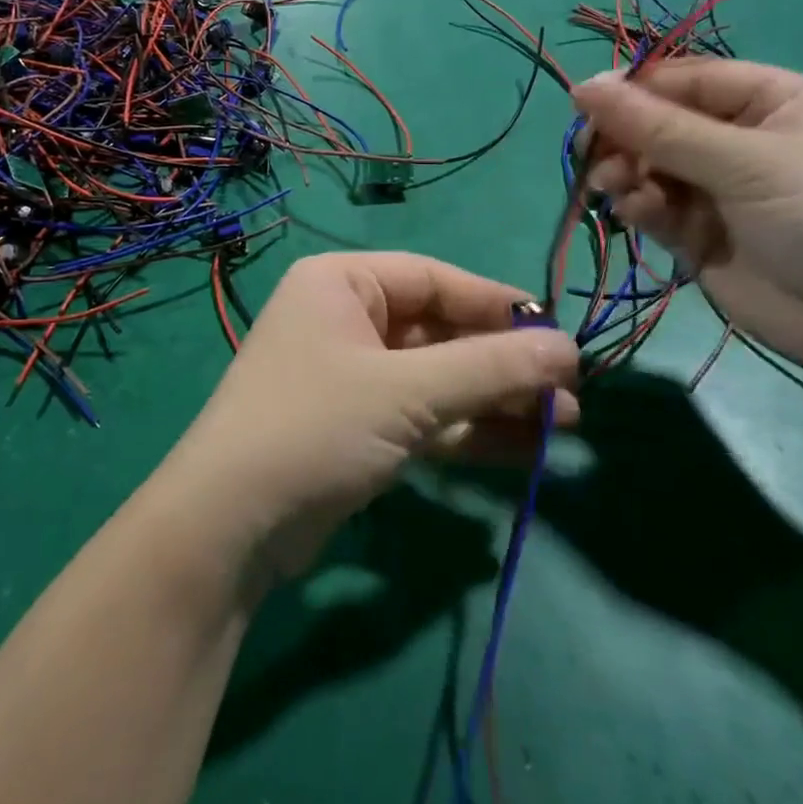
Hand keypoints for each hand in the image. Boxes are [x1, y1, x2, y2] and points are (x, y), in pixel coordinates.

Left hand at [162, 253, 579, 580]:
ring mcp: (351, 374)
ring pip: (437, 377)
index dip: (498, 305)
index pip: (435, 279)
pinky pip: (424, 415)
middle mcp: (345, 318)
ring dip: (496, 399)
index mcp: (342, 282)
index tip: (559, 335)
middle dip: (503, 362)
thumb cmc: (316, 426)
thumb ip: (490, 368)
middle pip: (440, 330)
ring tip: (565, 423)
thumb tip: (569, 348)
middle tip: (571, 392)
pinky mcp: (357, 425)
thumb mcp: (407, 392)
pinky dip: (469, 429)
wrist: (231, 524)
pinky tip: (525, 448)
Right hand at [572, 61, 802, 378]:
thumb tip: (582, 86)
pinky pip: (653, 206)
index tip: (583, 105)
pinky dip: (639, 206)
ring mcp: (719, 189)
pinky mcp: (699, 233)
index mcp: (770, 101)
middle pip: (659, 123)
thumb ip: (657, 126)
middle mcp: (741, 139)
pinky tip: (640, 214)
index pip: (684, 79)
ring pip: (648, 166)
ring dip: (626, 173)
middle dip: (625, 138)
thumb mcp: (744, 161)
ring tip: (615, 187)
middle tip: (592, 155)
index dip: (633, 89)